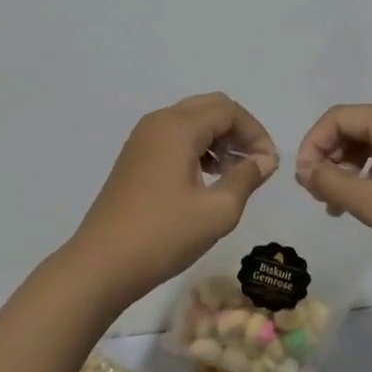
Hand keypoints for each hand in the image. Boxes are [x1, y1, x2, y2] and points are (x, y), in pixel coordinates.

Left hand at [70, 93, 279, 305]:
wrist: (102, 263)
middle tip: (255, 163)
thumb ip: (246, 177)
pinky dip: (197, 147)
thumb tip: (264, 159)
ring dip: (218, 138)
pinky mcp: (134, 157)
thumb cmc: (164, 235)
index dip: (255, 133)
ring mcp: (142, 139)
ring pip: (191, 120)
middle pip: (209, 107)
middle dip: (238, 130)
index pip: (228, 110)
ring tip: (233, 173)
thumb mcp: (217, 211)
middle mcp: (158, 122)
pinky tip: (206, 178)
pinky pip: (174, 137)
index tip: (269, 165)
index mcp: (178, 127)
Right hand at [293, 104, 371, 280]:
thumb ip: (333, 183)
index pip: (340, 117)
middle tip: (318, 194)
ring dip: (346, 171)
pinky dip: (367, 179)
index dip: (314, 144)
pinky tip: (362, 205)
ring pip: (368, 146)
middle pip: (354, 128)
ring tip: (336, 205)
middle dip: (329, 158)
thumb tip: (303, 171)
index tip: (304, 180)